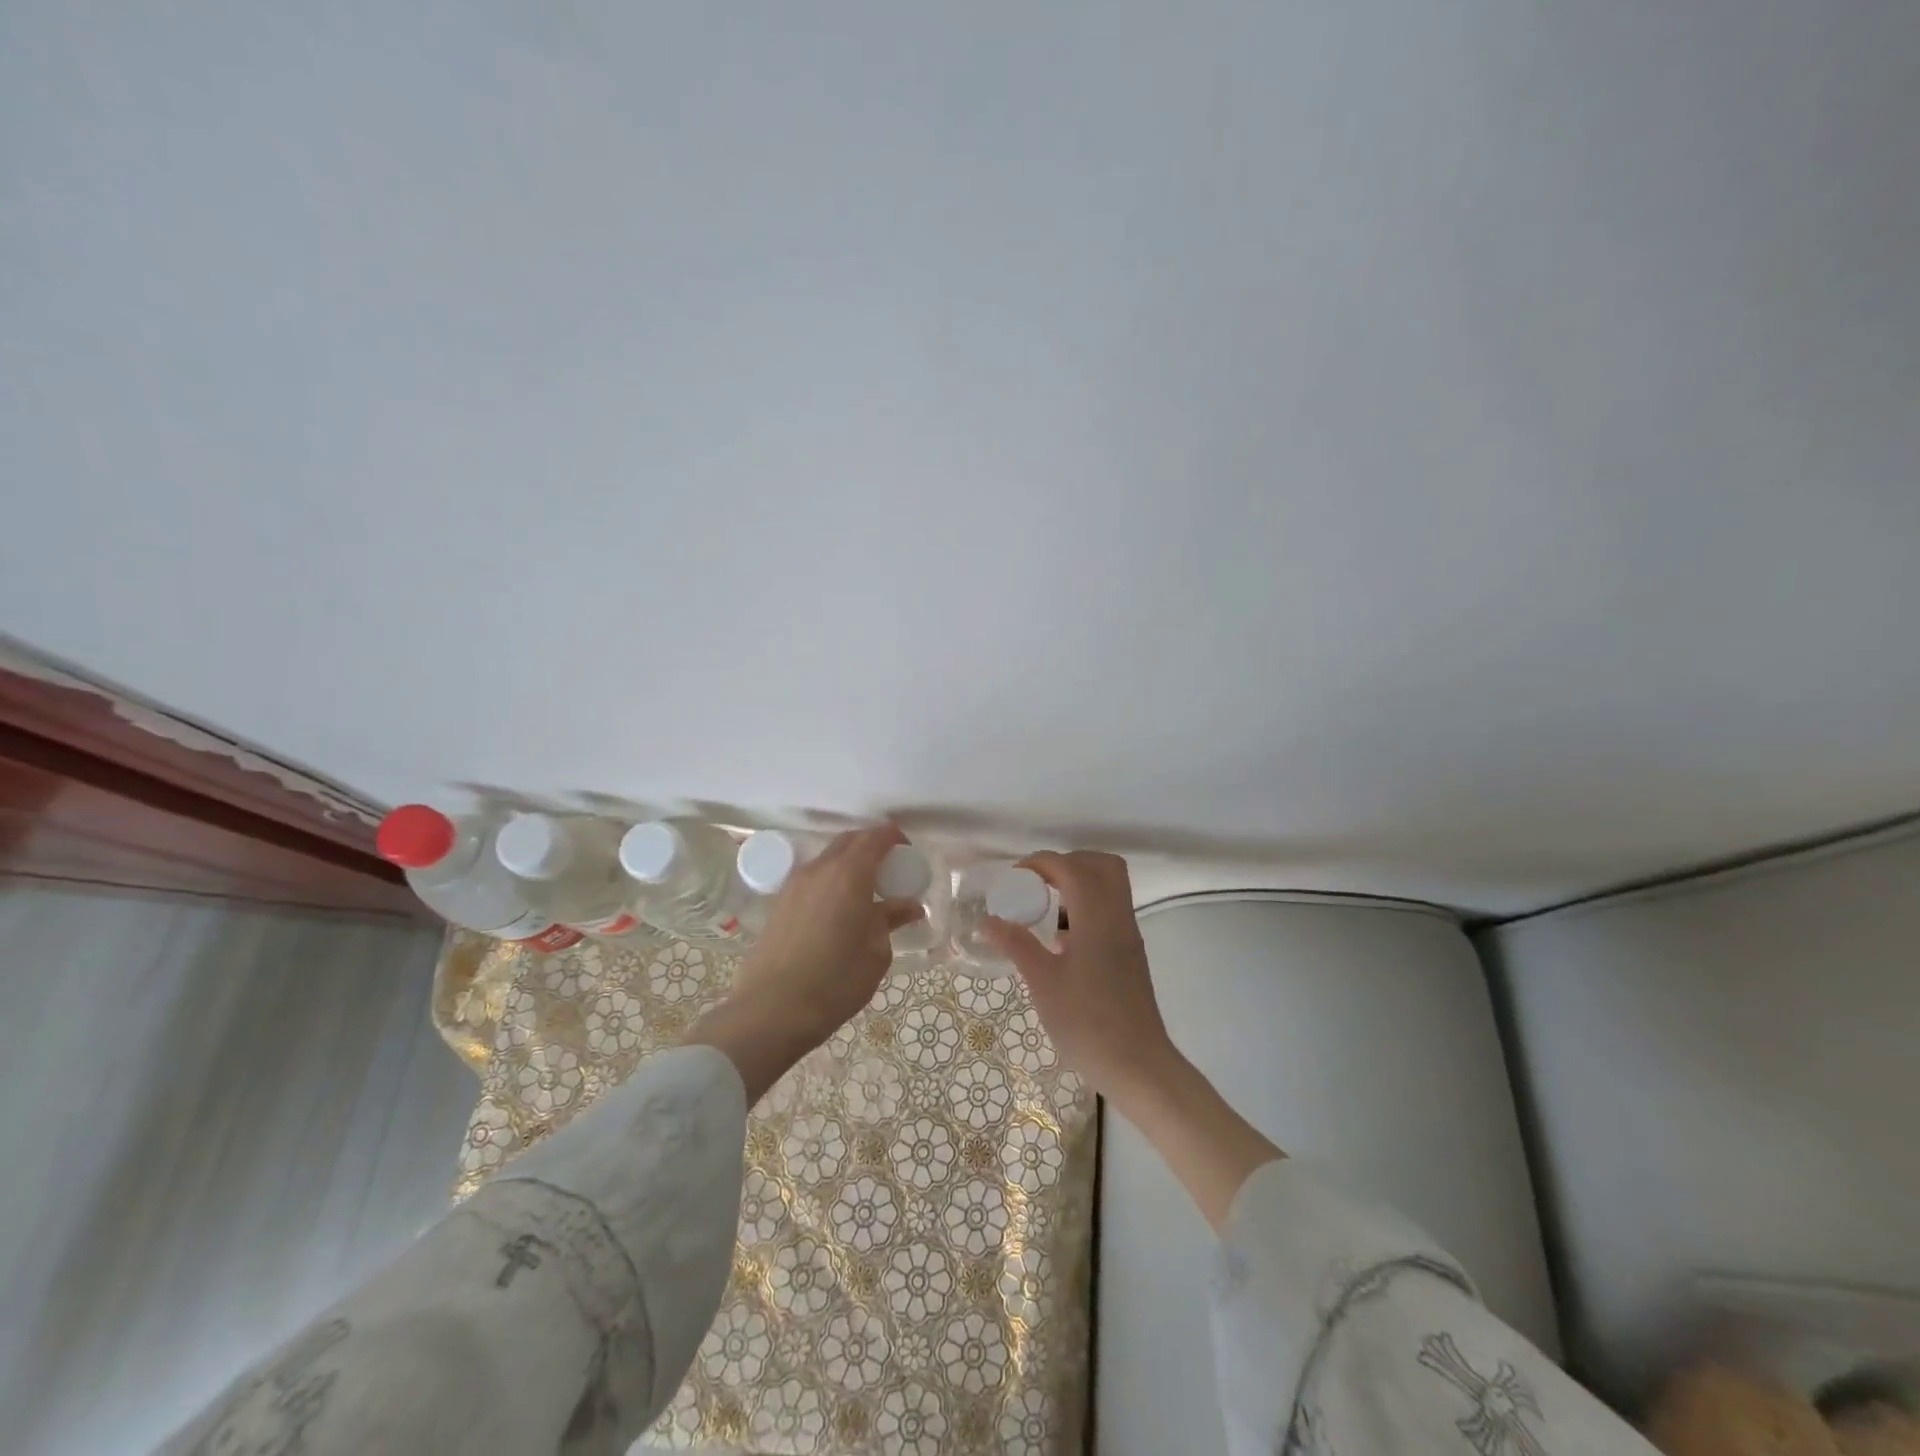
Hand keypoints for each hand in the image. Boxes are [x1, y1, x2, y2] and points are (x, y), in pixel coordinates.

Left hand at [688, 826, 922, 1101]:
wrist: (772, 1010)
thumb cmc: (836, 981)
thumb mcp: (876, 952)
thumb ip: (890, 919)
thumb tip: (909, 906)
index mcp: (850, 874)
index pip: (875, 837)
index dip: (894, 837)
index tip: (908, 851)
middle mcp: (820, 869)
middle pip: (849, 841)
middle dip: (871, 846)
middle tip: (890, 868)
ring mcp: (795, 884)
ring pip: (828, 859)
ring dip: (849, 864)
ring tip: (865, 891)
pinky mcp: (780, 903)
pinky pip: (813, 878)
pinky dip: (831, 881)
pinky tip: (838, 909)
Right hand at [985, 849, 1282, 1225]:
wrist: (1139, 1067)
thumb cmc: (1088, 1024)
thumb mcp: (1043, 983)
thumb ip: (1016, 945)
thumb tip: (987, 920)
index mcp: (1097, 918)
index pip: (1072, 867)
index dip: (1041, 863)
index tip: (1014, 878)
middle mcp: (1118, 917)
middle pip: (1101, 864)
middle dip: (1066, 862)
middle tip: (1036, 884)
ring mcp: (1128, 935)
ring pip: (1110, 886)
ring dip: (1078, 883)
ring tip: (1044, 909)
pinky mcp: (1130, 953)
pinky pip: (1110, 909)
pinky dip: (1086, 906)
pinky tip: (1060, 939)